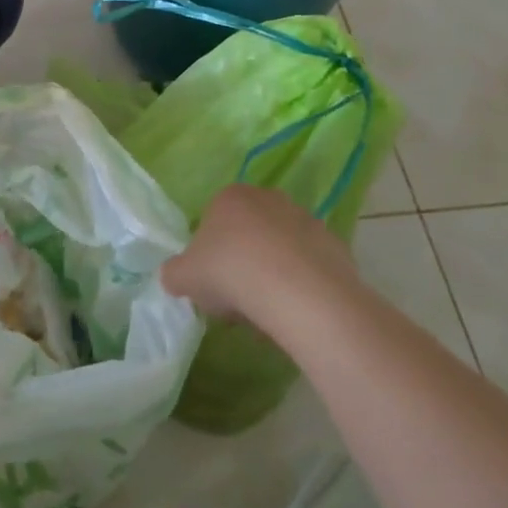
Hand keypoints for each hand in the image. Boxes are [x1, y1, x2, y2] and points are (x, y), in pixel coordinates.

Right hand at [161, 185, 349, 320]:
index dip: (209, 254)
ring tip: (267, 310)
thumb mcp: (183, 277)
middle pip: (248, 232)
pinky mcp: (334, 245)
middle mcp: (268, 198)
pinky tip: (294, 310)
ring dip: (272, 272)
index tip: (211, 282)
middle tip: (237, 297)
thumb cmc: (231, 273)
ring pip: (279, 248)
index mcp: (230, 196)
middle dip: (242, 260)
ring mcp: (305, 219)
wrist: (299, 293)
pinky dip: (300, 284)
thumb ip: (174, 273)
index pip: (212, 221)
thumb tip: (176, 277)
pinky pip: (308, 266)